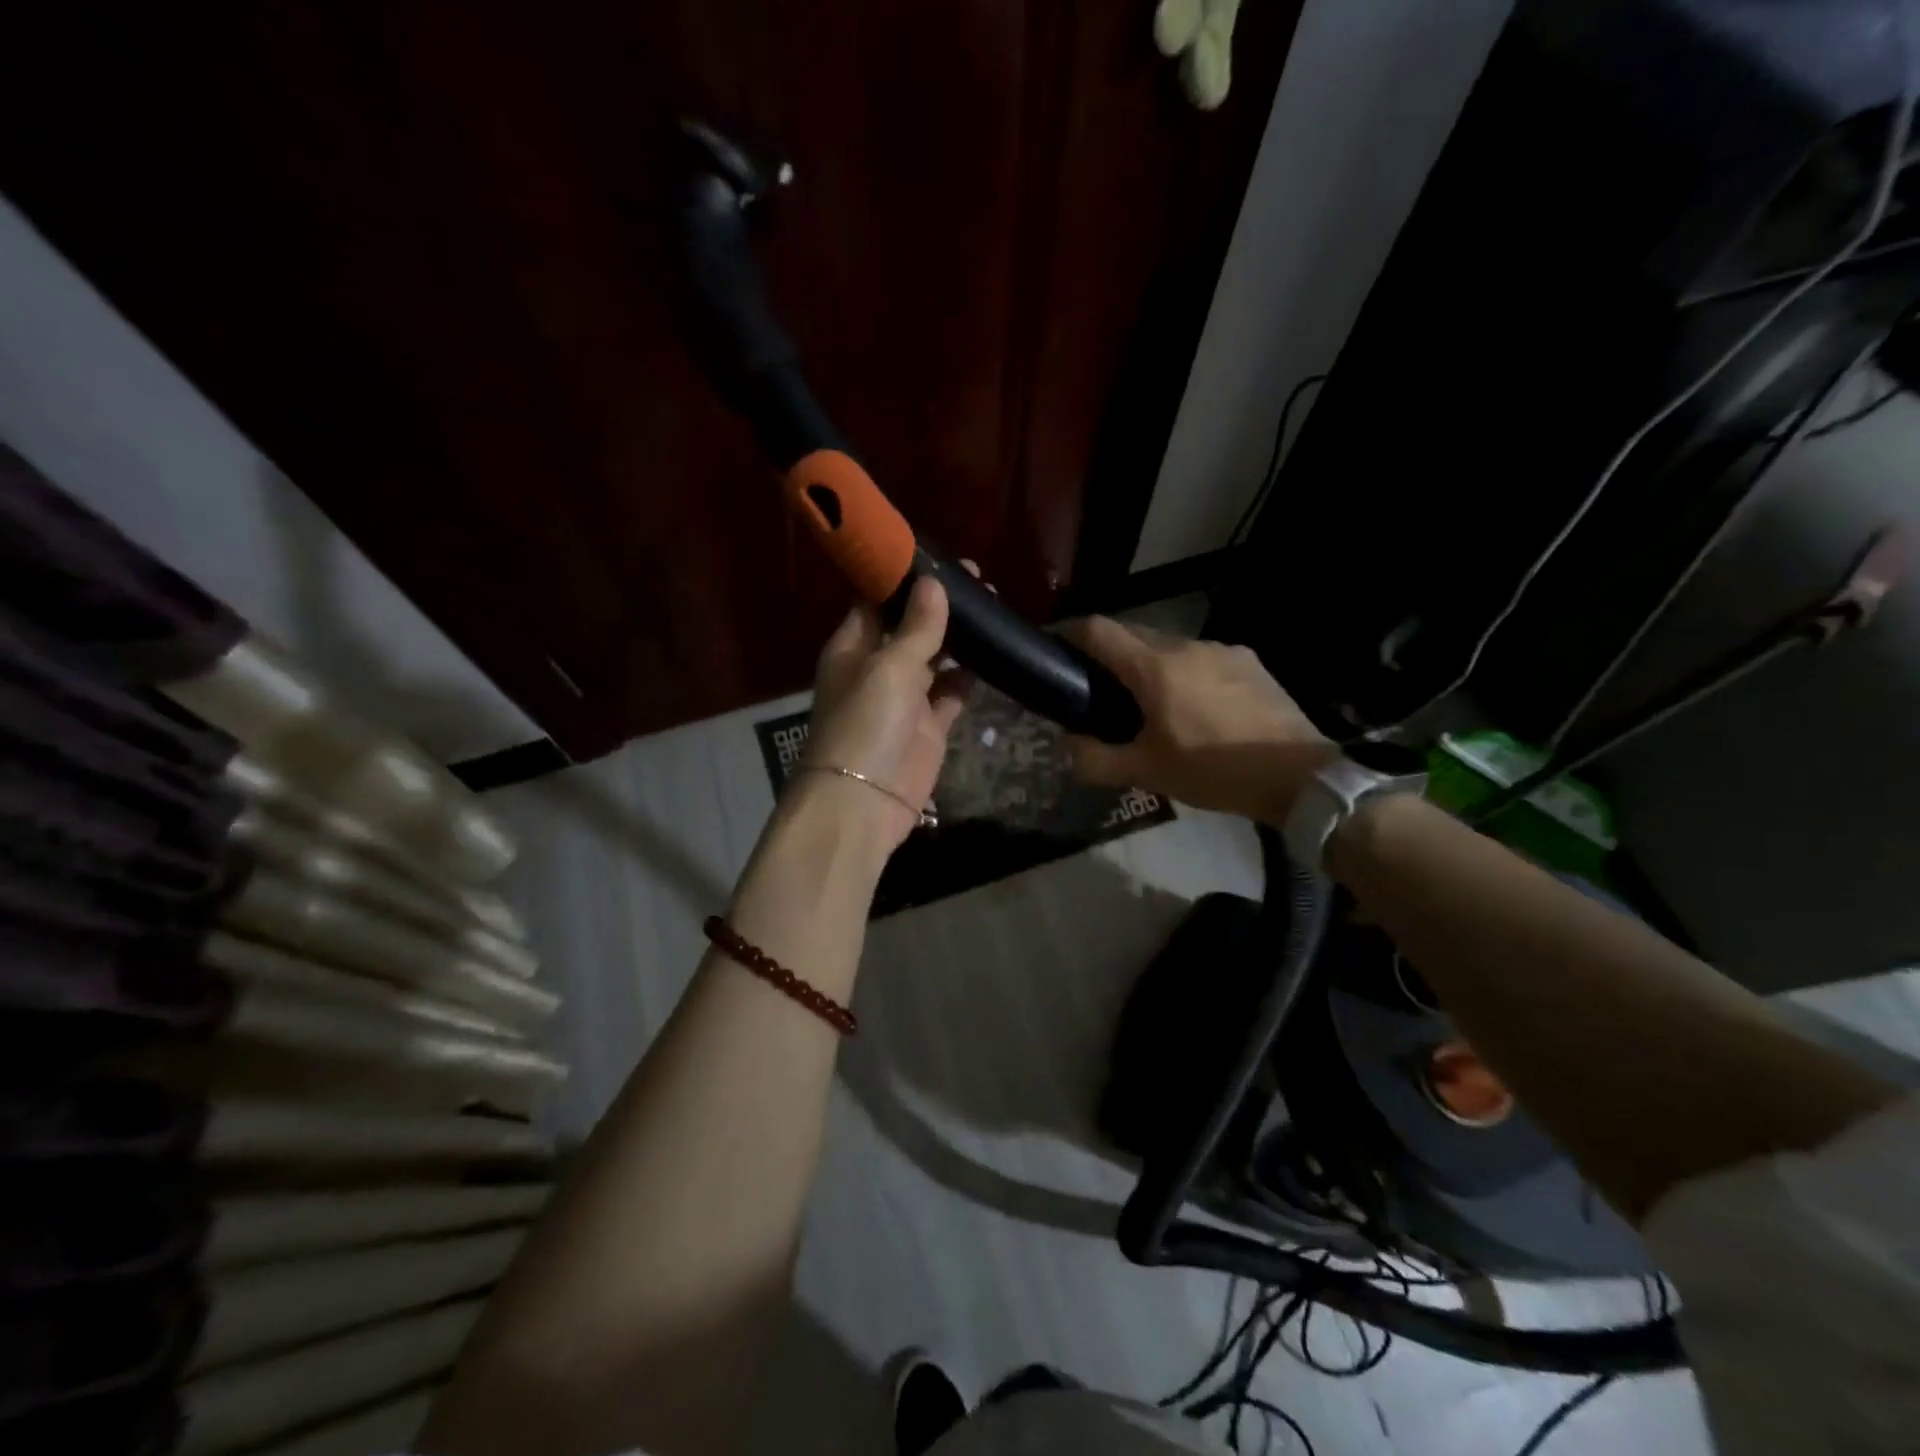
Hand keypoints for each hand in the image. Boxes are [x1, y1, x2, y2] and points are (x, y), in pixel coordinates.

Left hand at [800, 575, 969, 850]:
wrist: (862, 803)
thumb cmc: (865, 724)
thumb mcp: (888, 668)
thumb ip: (915, 628)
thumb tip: (934, 584)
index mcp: (854, 646)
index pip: (877, 601)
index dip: (906, 579)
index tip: (942, 558)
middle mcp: (878, 667)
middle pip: (911, 626)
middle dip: (941, 605)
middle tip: (982, 583)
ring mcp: (906, 699)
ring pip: (936, 658)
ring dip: (960, 639)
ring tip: (994, 611)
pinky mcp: (930, 727)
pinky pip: (952, 693)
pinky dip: (969, 677)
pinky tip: (993, 657)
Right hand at [1062, 617, 1333, 823]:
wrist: (1299, 777)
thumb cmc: (1214, 771)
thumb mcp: (1147, 773)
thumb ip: (1096, 759)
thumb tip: (1067, 745)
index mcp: (1156, 667)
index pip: (1100, 630)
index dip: (1070, 632)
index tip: (1055, 648)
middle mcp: (1187, 646)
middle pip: (1134, 634)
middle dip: (1109, 654)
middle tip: (1097, 688)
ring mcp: (1223, 650)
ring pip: (1169, 646)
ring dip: (1149, 665)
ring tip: (1148, 703)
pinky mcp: (1249, 662)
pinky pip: (1202, 658)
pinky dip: (1183, 673)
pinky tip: (1194, 707)